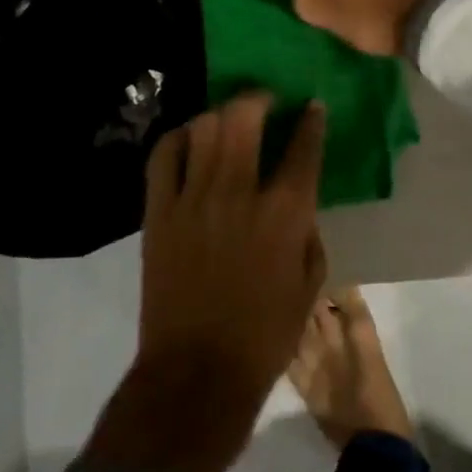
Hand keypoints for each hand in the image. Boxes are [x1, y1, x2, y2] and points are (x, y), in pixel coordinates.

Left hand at [71, 92, 327, 471]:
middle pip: (245, 117)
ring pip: (203, 128)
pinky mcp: (159, 212)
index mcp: (285, 212)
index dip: (311, 119)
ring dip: (220, 115)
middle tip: (266, 101)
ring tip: (228, 120)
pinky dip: (178, 138)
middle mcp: (239, 192)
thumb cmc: (265, 334)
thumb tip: (297, 201)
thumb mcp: (310, 284)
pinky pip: (163, 156)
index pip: (303, 145)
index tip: (312, 108)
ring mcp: (193, 199)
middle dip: (259, 98)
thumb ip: (308, 231)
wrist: (197, 373)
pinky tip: (189, 140)